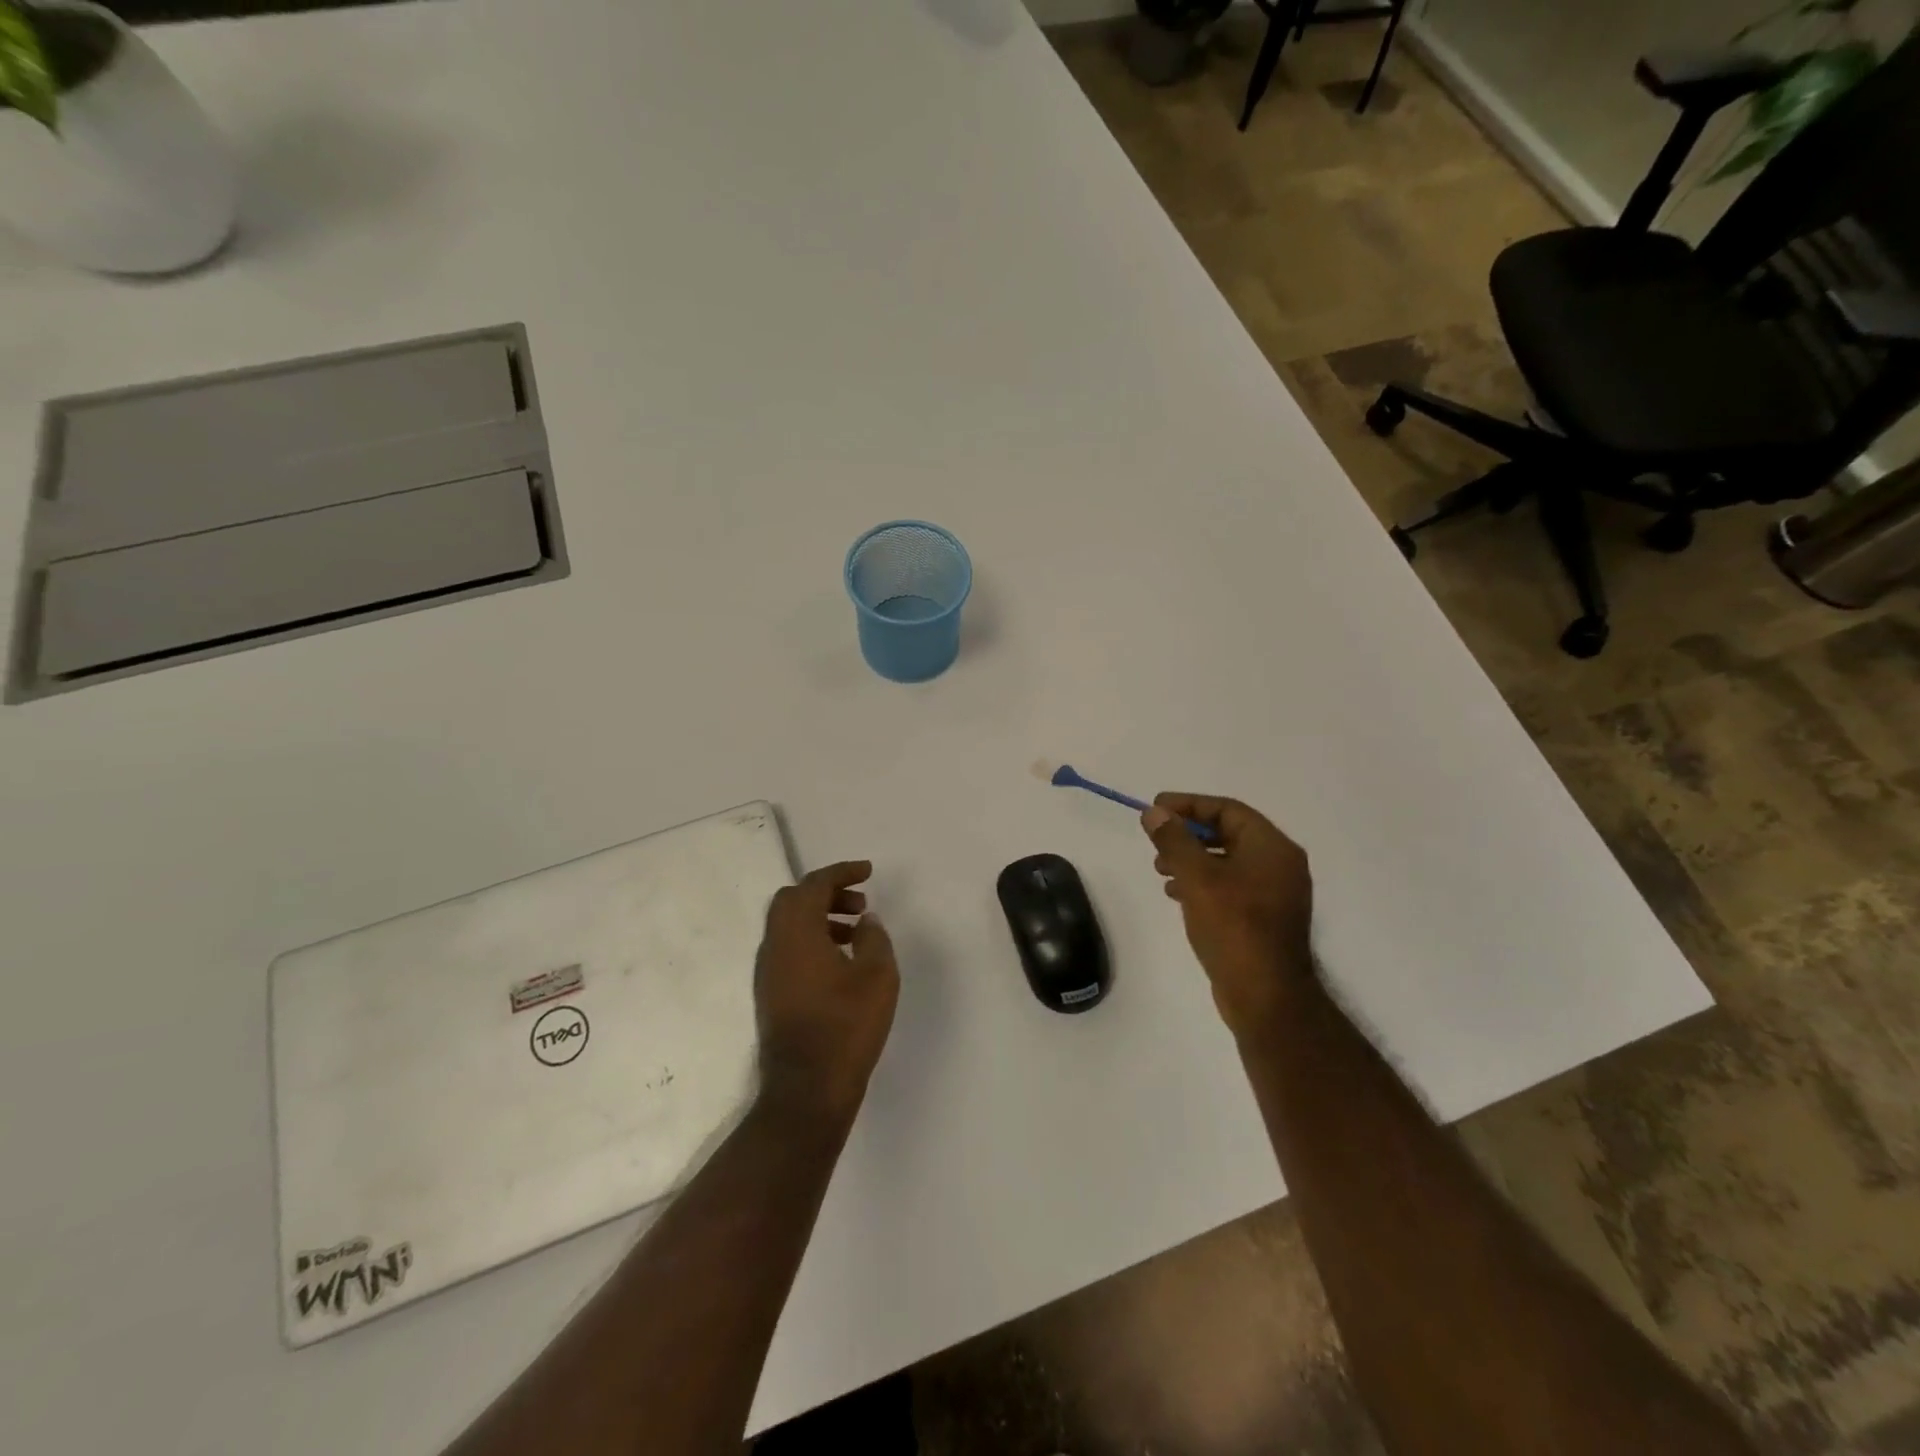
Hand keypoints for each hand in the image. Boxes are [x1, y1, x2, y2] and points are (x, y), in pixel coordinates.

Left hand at [754, 861, 899, 1121]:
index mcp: (796, 933)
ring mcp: (767, 972)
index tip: (868, 872)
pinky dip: (812, 940)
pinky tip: (840, 962)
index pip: (814, 885)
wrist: (806, 1091)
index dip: (841, 872)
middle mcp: (774, 945)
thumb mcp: (877, 977)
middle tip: (860, 902)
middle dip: (826, 892)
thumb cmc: (846, 1028)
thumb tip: (865, 921)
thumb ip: (874, 938)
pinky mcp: (770, 994)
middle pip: (792, 900)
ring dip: (820, 917)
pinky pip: (788, 949)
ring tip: (856, 932)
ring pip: (788, 925)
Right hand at [1142, 794, 1314, 1044]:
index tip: (1155, 808)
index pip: (1228, 810)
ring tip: (1160, 869)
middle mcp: (1279, 865)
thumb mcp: (1197, 878)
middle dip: (1188, 834)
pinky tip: (1177, 894)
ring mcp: (1274, 894)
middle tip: (1156, 839)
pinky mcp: (1264, 919)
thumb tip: (1155, 813)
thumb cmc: (1234, 927)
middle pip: (1228, 833)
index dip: (1189, 805)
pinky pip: (1230, 886)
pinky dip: (1202, 883)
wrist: (1266, 997)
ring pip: (1227, 861)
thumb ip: (1174, 841)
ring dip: (1192, 859)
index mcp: (1272, 848)